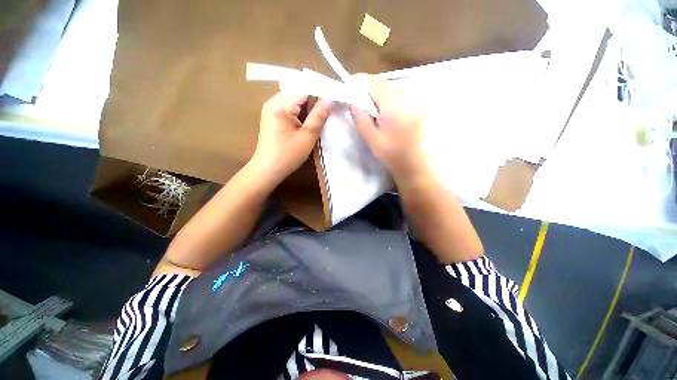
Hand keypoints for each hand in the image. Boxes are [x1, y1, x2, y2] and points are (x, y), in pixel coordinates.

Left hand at [251, 92, 333, 187]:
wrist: (267, 170)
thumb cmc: (288, 155)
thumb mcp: (307, 136)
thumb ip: (319, 116)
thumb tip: (330, 99)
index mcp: (280, 105)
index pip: (305, 89)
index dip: (321, 92)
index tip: (335, 98)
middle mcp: (273, 101)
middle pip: (299, 92)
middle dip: (315, 99)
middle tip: (330, 107)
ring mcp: (271, 108)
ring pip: (295, 100)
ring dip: (309, 105)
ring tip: (322, 114)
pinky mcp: (272, 116)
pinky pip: (289, 107)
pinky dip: (301, 111)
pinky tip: (309, 119)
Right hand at [349, 75, 430, 184]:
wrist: (419, 164)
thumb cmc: (394, 154)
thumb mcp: (372, 140)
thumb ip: (361, 119)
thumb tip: (352, 102)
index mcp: (392, 103)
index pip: (371, 82)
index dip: (357, 84)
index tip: (350, 93)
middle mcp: (406, 94)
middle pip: (382, 83)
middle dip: (370, 94)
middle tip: (366, 111)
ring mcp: (417, 97)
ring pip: (392, 87)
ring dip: (382, 97)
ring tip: (380, 116)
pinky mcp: (421, 103)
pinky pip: (403, 94)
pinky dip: (394, 101)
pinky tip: (394, 117)